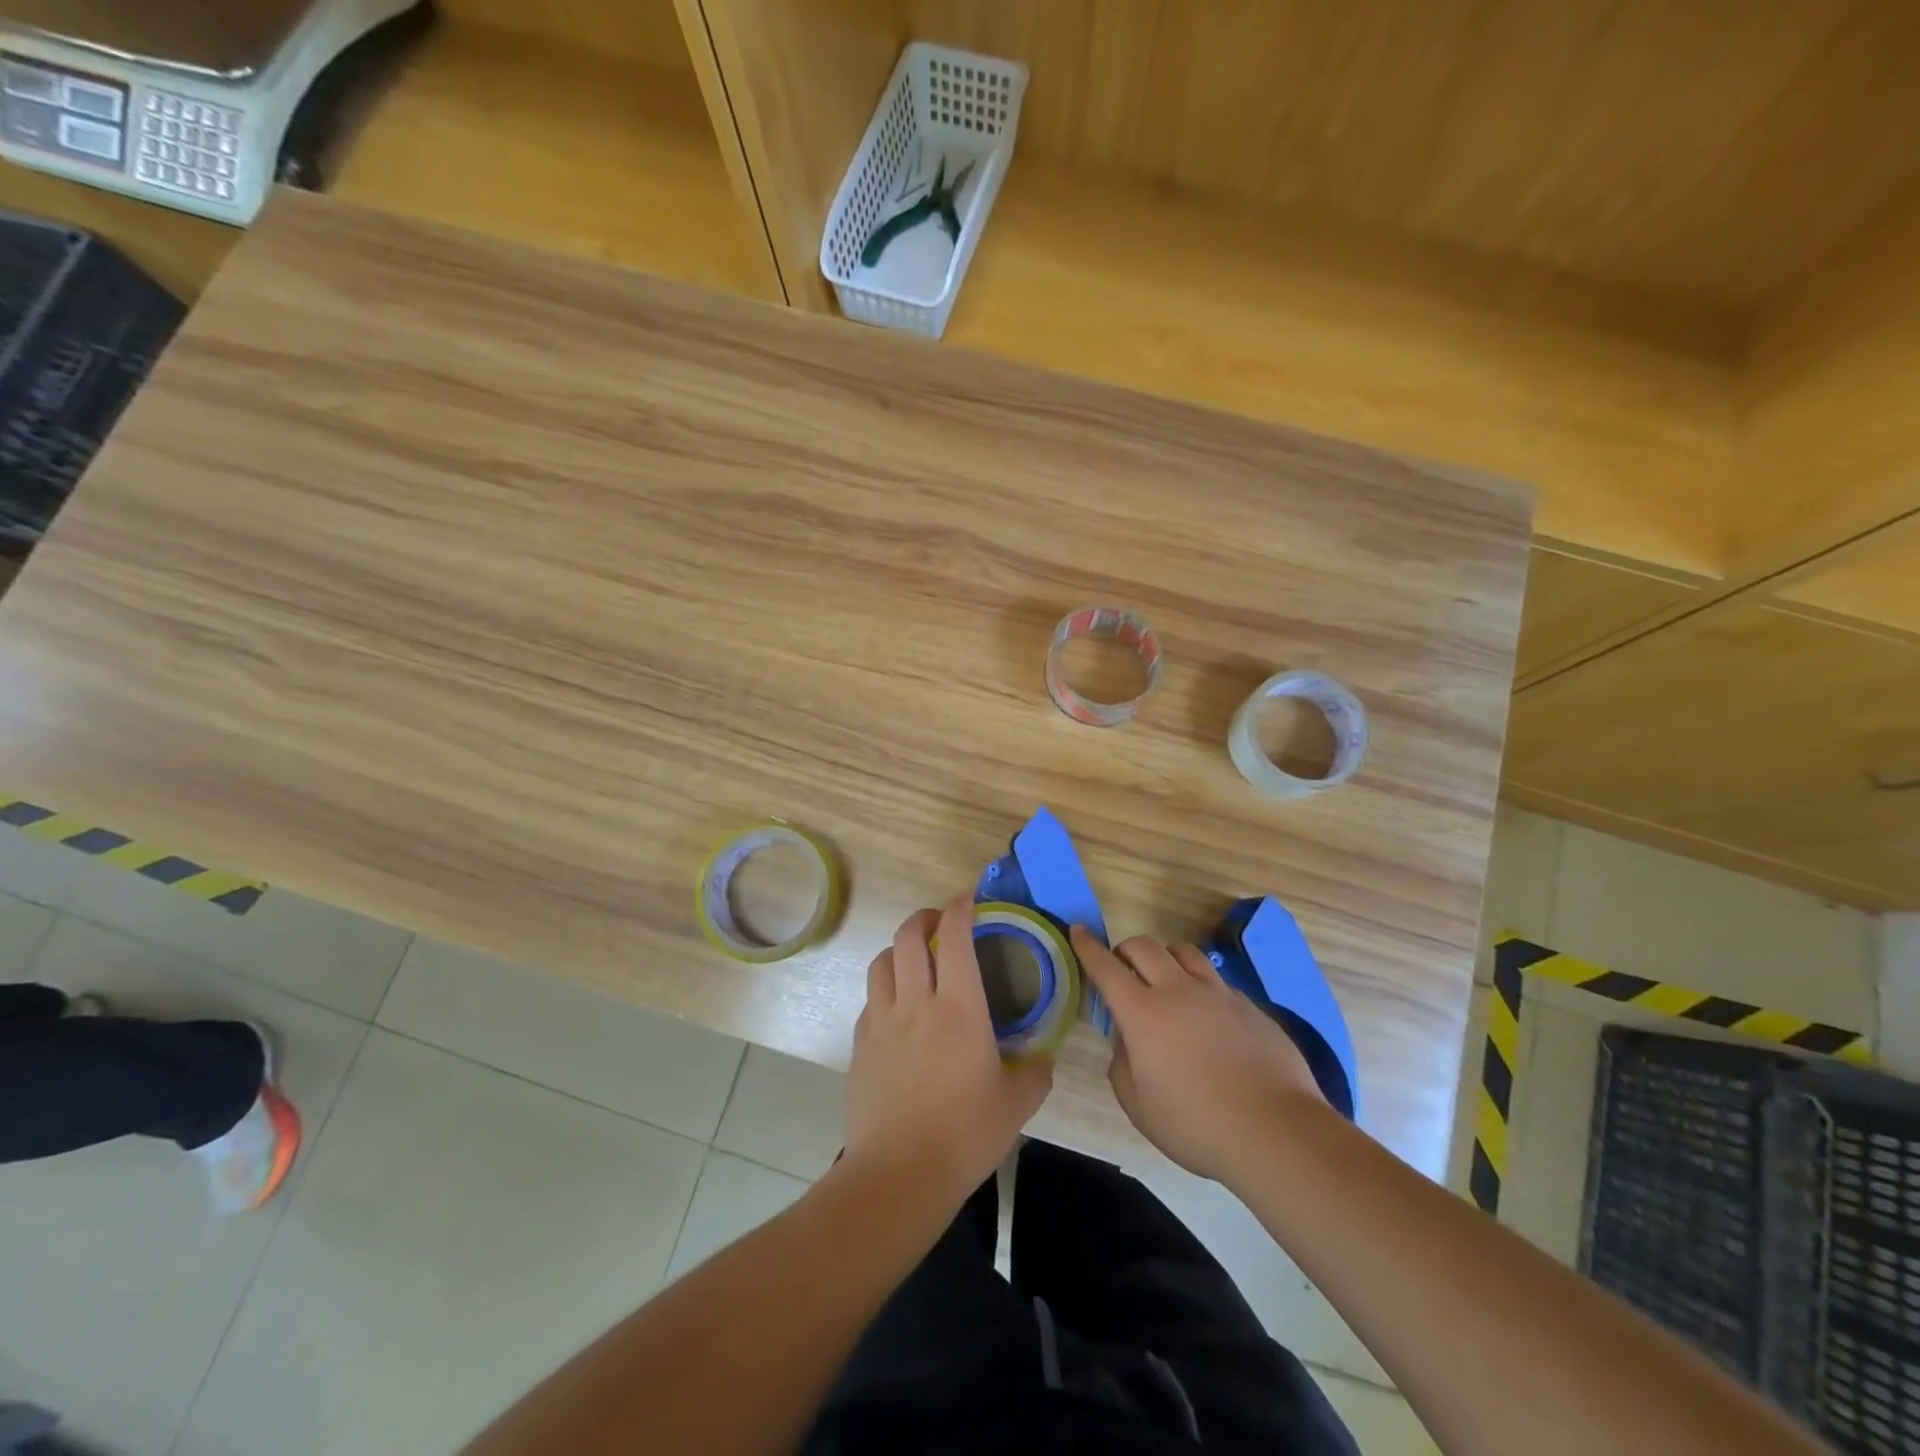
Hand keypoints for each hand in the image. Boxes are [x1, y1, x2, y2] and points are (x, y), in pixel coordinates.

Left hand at [844, 899, 1053, 1212]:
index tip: (968, 901)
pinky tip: (897, 1008)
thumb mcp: (1016, 1106)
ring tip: (914, 958)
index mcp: (959, 1007)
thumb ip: (1035, 1075)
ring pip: (881, 962)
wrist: (898, 1175)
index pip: (955, 938)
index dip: (960, 909)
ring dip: (898, 949)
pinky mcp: (860, 1044)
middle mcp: (916, 1002)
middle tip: (939, 922)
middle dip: (924, 918)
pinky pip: (870, 999)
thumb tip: (1042, 1059)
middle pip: (908, 937)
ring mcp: (882, 1021)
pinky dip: (885, 988)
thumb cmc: (964, 1135)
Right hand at [1074, 926, 1322, 1183]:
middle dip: (1125, 949)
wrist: (1276, 1131)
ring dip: (1165, 958)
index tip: (1078, 930)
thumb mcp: (1139, 1106)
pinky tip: (1207, 1015)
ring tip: (1165, 980)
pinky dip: (1200, 985)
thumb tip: (1127, 1042)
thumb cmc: (1196, 1125)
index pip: (1106, 967)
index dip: (1088, 946)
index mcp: (1142, 1013)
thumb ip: (1122, 1065)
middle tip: (1122, 967)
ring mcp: (1217, 994)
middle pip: (1144, 946)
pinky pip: (1216, 980)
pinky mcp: (1249, 1005)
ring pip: (1184, 952)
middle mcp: (1178, 990)